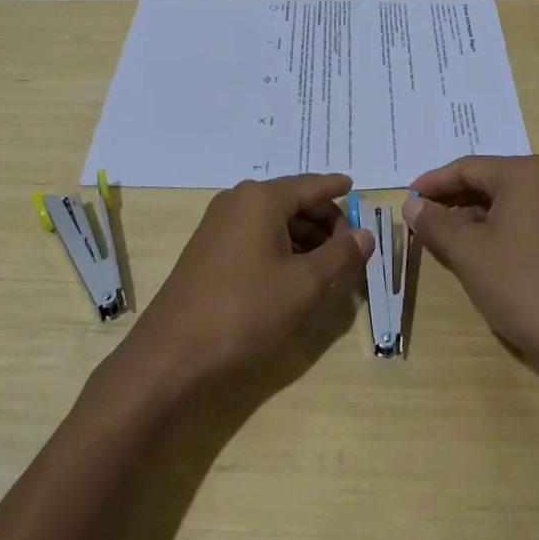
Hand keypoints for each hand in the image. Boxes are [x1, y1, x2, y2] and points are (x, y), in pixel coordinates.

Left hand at [121, 173, 373, 389]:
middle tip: (351, 247)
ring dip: (304, 237)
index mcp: (262, 198)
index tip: (357, 187)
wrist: (173, 354)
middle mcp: (238, 201)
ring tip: (329, 266)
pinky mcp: (209, 250)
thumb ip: (340, 255)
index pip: (311, 185)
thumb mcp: (304, 284)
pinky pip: (255, 236)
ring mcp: (219, 225)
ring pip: (274, 220)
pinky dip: (281, 247)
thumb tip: (365, 234)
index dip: (337, 189)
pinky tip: (295, 274)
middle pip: (293, 200)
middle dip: (325, 220)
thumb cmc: (246, 311)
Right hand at [404, 155, 538, 380]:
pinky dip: (495, 230)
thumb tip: (412, 204)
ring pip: (504, 204)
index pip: (467, 167)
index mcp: (525, 174)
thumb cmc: (521, 285)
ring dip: (471, 217)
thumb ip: (434, 223)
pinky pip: (522, 221)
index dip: (433, 183)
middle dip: (451, 200)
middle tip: (419, 219)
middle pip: (487, 182)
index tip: (406, 199)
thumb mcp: (467, 252)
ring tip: (441, 238)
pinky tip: (476, 252)